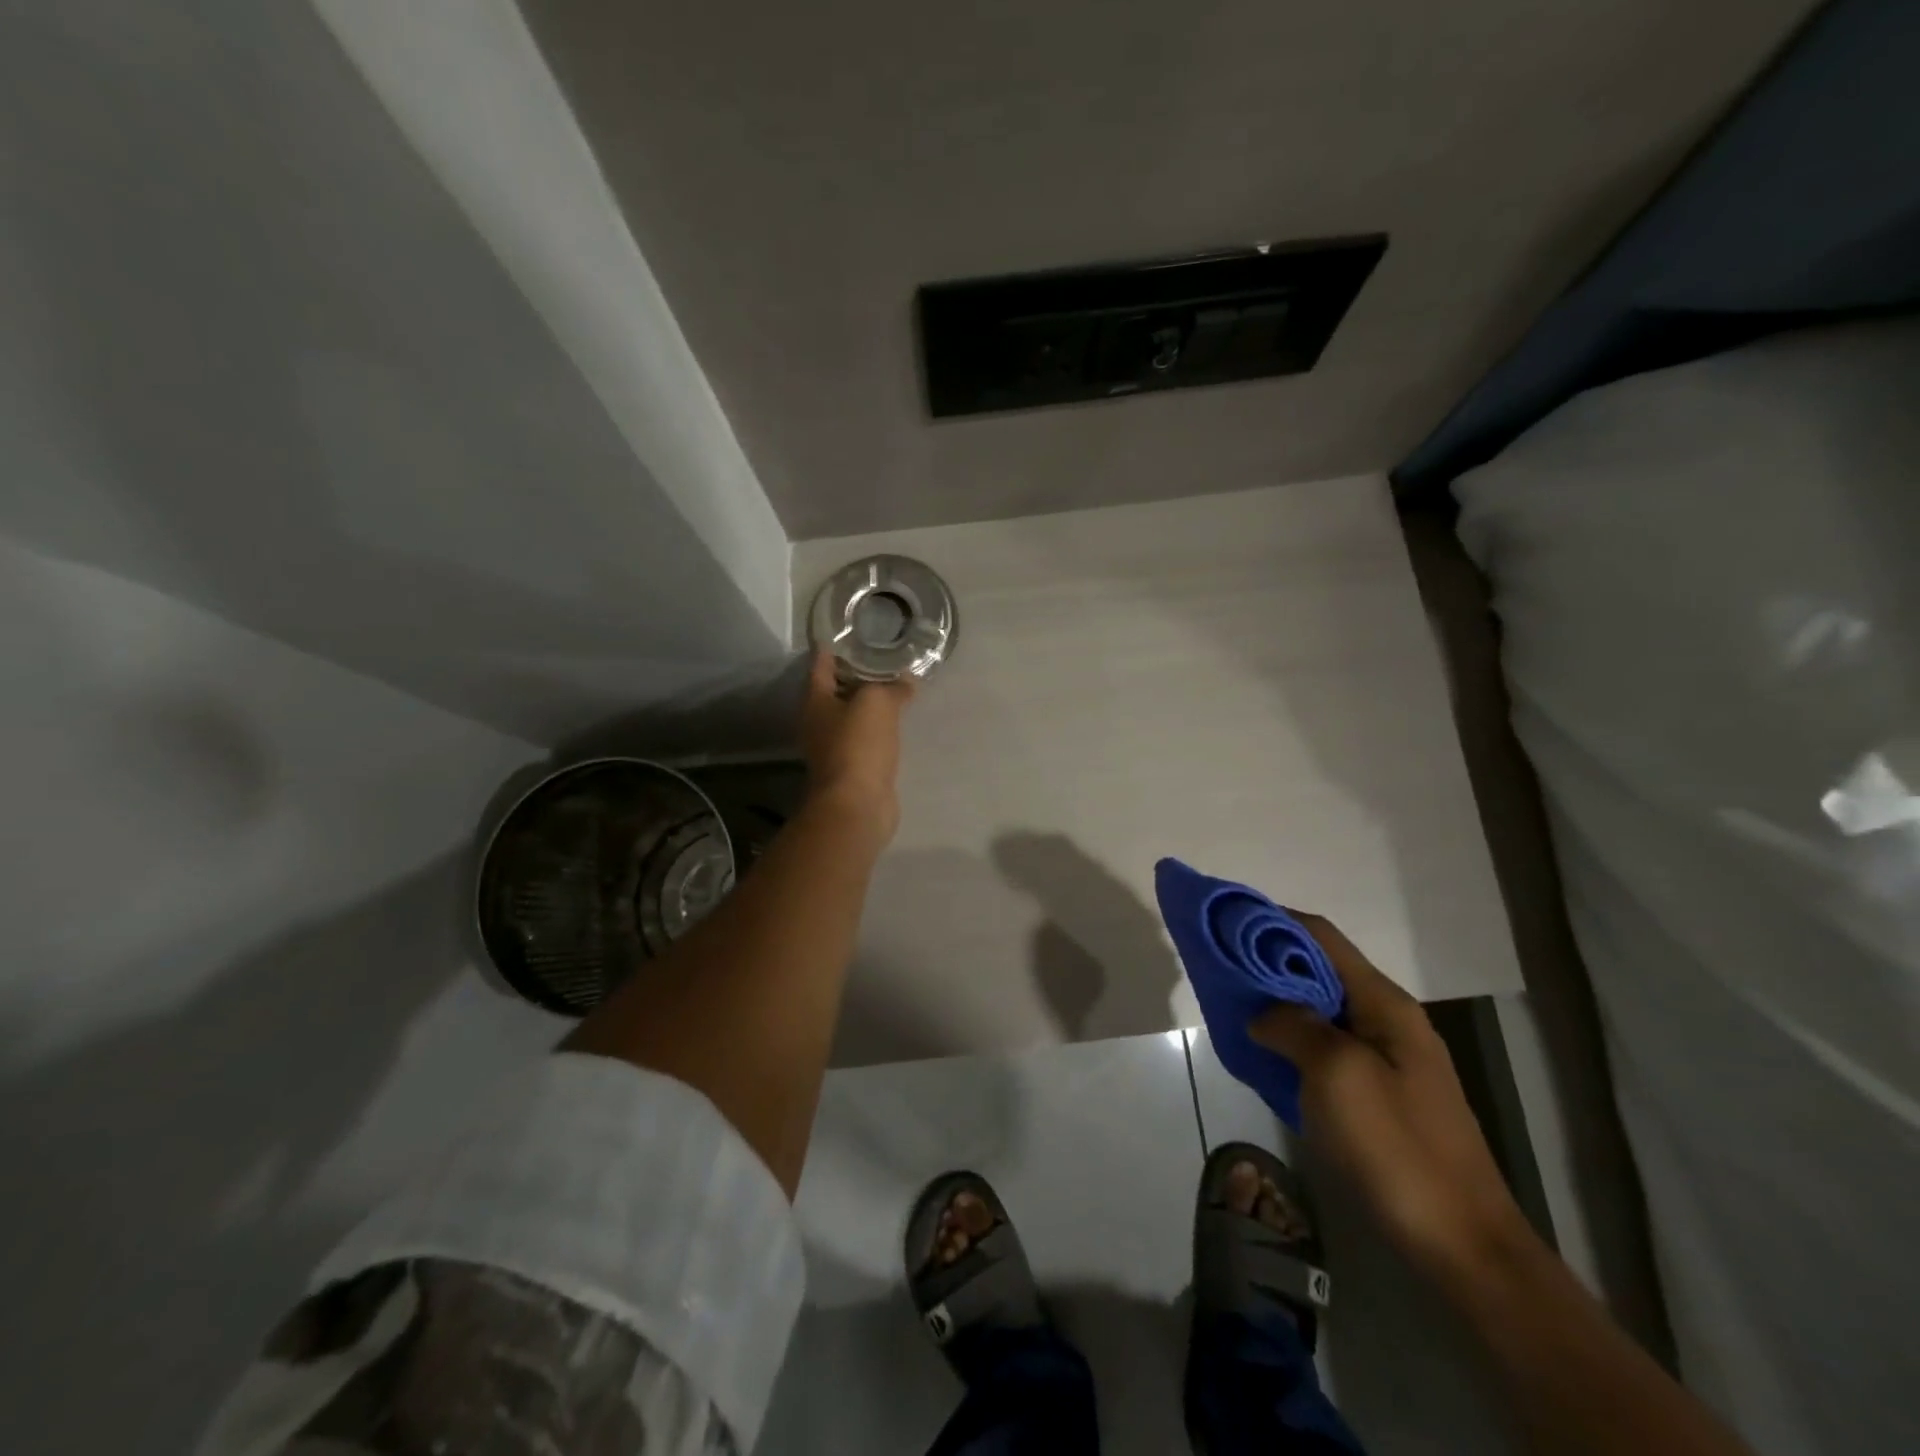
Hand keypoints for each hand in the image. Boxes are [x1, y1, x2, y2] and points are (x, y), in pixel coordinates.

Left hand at [800, 651, 913, 841]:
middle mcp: (819, 721)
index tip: (852, 631)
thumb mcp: (877, 702)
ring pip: (854, 714)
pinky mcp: (854, 765)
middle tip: (885, 653)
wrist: (858, 804)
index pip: (821, 663)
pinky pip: (868, 736)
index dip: (835, 646)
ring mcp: (835, 746)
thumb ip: (892, 686)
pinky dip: (881, 725)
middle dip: (858, 672)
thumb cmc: (858, 745)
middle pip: (837, 688)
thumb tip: (907, 680)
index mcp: (815, 701)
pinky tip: (899, 718)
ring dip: (872, 701)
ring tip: (897, 682)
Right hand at [1250, 915, 1530, 1278]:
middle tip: (1220, 965)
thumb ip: (1293, 1026)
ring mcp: (1386, 1059)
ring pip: (1321, 1008)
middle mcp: (1387, 1020)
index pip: (1321, 937)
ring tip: (1232, 1003)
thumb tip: (1263, 1013)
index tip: (1226, 920)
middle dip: (1269, 960)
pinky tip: (1264, 1051)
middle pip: (1320, 969)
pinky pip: (1326, 1046)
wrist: (1464, 1247)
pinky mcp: (1380, 1094)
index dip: (1273, 920)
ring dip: (1278, 1000)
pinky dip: (1292, 1036)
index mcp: (1384, 1003)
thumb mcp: (1336, 1074)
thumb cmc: (1397, 1147)